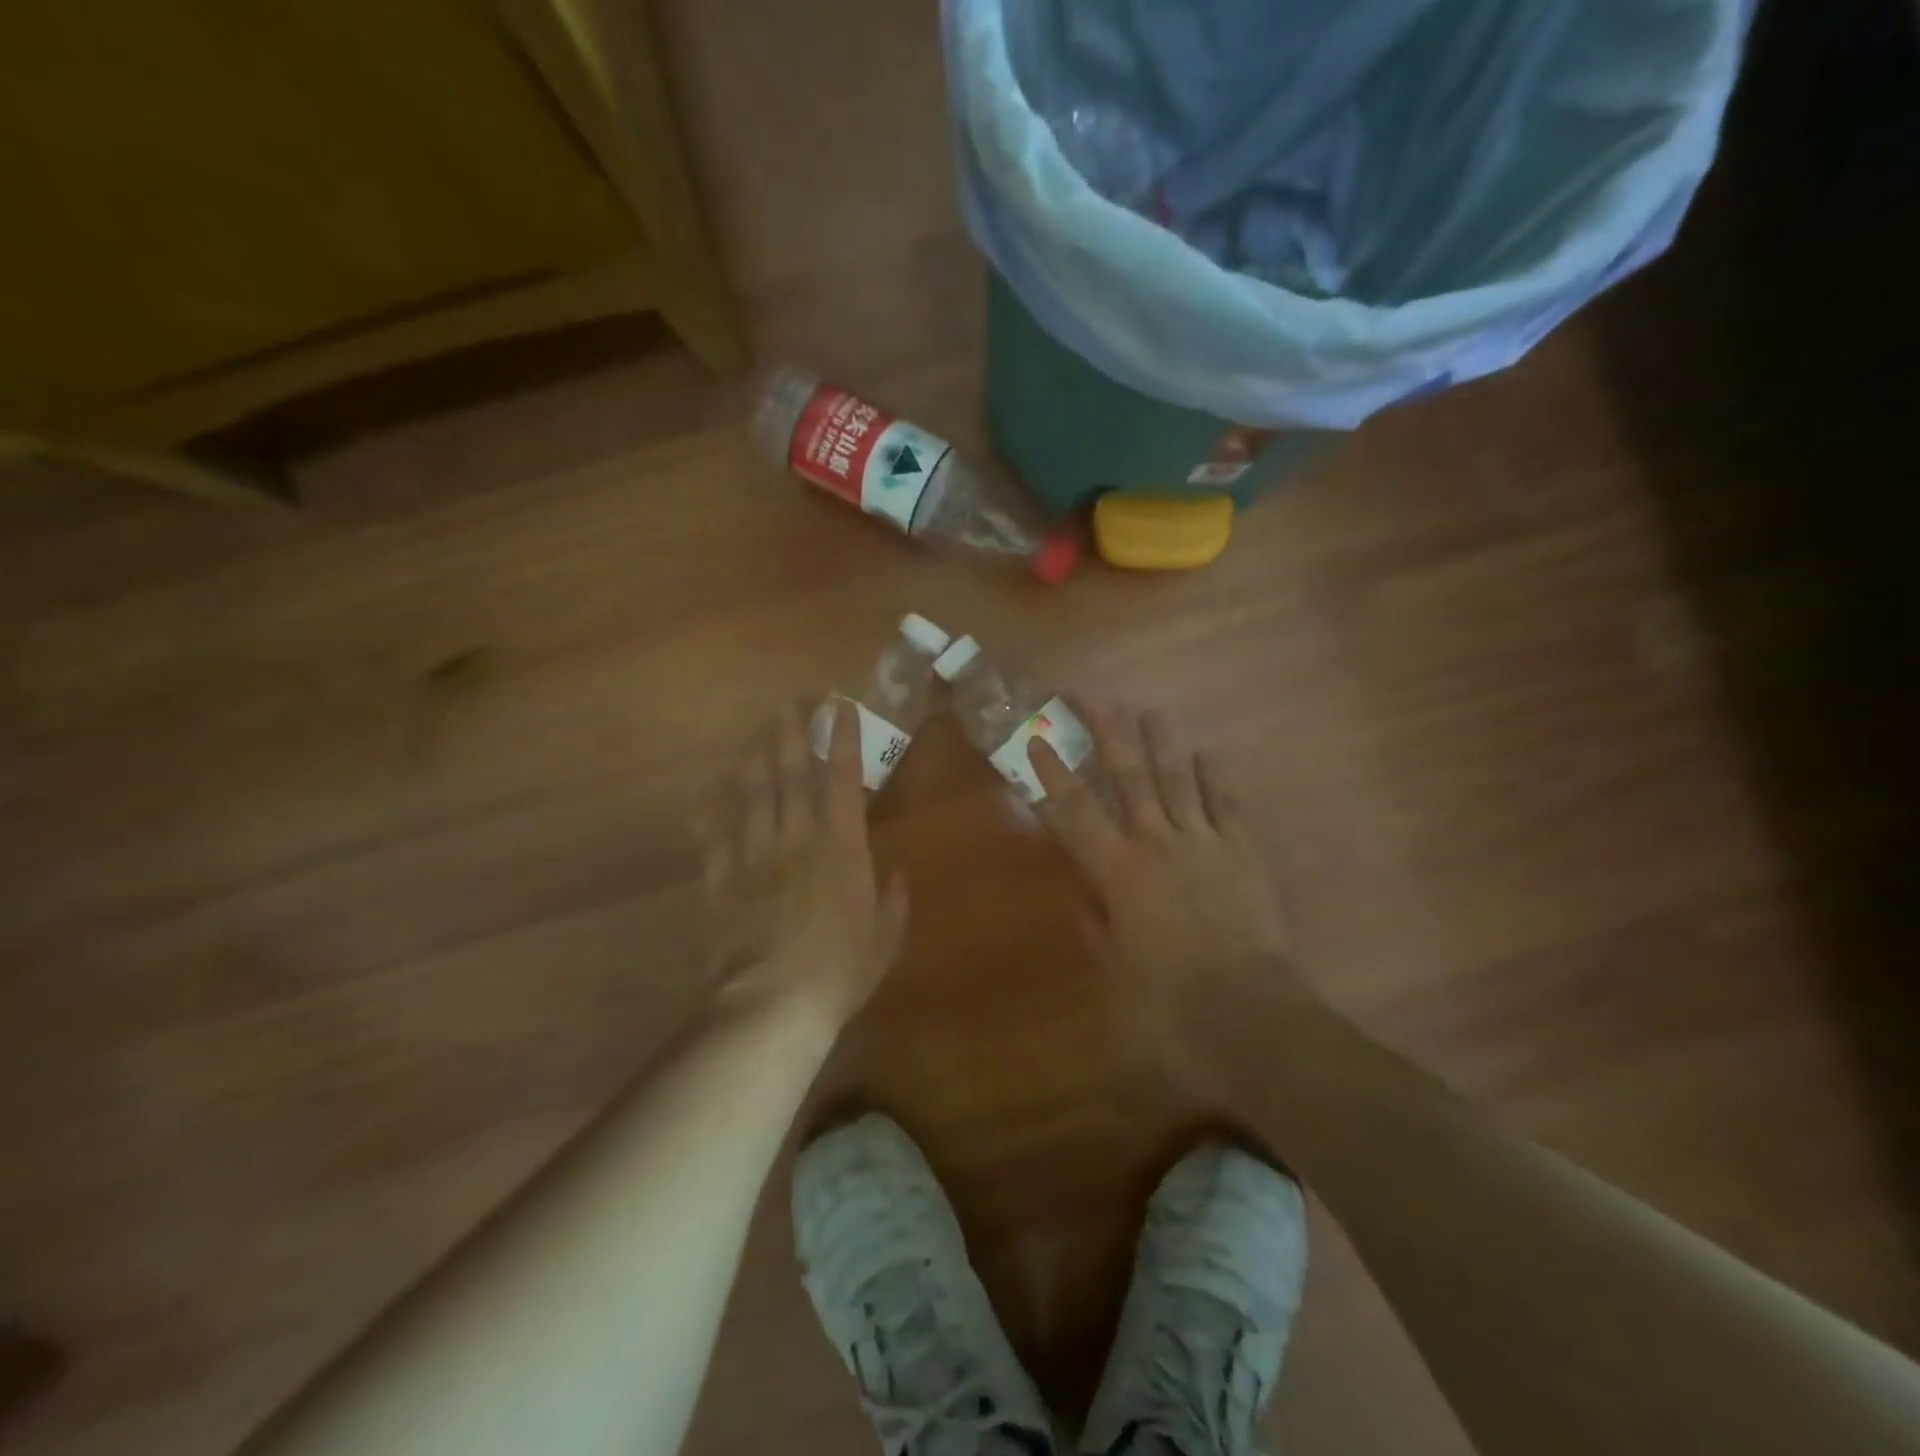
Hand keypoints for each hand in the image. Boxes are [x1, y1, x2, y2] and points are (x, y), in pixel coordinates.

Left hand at [695, 700, 908, 1034]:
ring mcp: (755, 856)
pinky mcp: (722, 880)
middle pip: (793, 774)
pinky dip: (710, 814)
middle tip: (790, 702)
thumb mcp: (886, 938)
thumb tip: (897, 873)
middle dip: (793, 733)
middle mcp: (798, 838)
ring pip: (753, 794)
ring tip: (758, 731)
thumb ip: (894, 900)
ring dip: (756, 758)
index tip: (840, 707)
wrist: (772, 1004)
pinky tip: (706, 795)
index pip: (845, 779)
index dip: (844, 739)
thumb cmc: (841, 971)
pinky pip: (715, 838)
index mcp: (842, 847)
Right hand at [1030, 705, 1313, 1039]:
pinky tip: (1207, 754)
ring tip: (1150, 710)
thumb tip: (1085, 898)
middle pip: (1129, 778)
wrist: (1249, 1009)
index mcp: (1118, 872)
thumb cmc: (1170, 997)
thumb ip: (1098, 927)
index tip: (1038, 740)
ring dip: (1161, 743)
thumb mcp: (1118, 967)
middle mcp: (1156, 844)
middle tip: (1096, 696)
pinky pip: (1226, 805)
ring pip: (1178, 780)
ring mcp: (1203, 842)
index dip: (1053, 775)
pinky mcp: (1242, 851)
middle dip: (1109, 734)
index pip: (1075, 813)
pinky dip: (1215, 778)